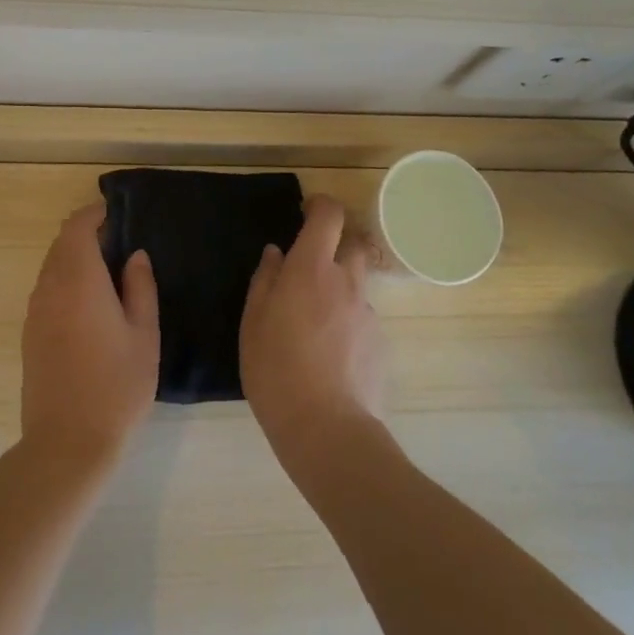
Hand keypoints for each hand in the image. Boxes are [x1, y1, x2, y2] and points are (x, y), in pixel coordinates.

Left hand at [19, 202, 158, 471]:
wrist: (67, 443)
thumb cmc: (116, 386)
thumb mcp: (144, 335)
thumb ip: (141, 288)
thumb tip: (134, 256)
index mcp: (79, 280)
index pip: (78, 227)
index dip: (95, 214)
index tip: (117, 214)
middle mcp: (50, 287)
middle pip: (61, 243)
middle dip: (86, 234)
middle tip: (119, 242)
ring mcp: (35, 311)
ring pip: (51, 266)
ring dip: (74, 258)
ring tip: (107, 272)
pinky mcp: (29, 334)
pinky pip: (46, 289)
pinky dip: (64, 280)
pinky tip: (88, 304)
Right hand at [240, 195, 384, 471]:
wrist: (327, 429)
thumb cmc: (276, 370)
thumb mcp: (253, 322)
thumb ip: (265, 280)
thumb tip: (276, 254)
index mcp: (311, 269)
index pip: (329, 216)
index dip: (320, 205)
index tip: (306, 211)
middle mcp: (346, 281)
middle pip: (352, 244)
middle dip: (335, 245)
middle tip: (310, 268)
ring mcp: (367, 312)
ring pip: (357, 283)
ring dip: (339, 287)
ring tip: (314, 321)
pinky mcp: (379, 342)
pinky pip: (361, 317)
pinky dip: (347, 321)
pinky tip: (329, 353)